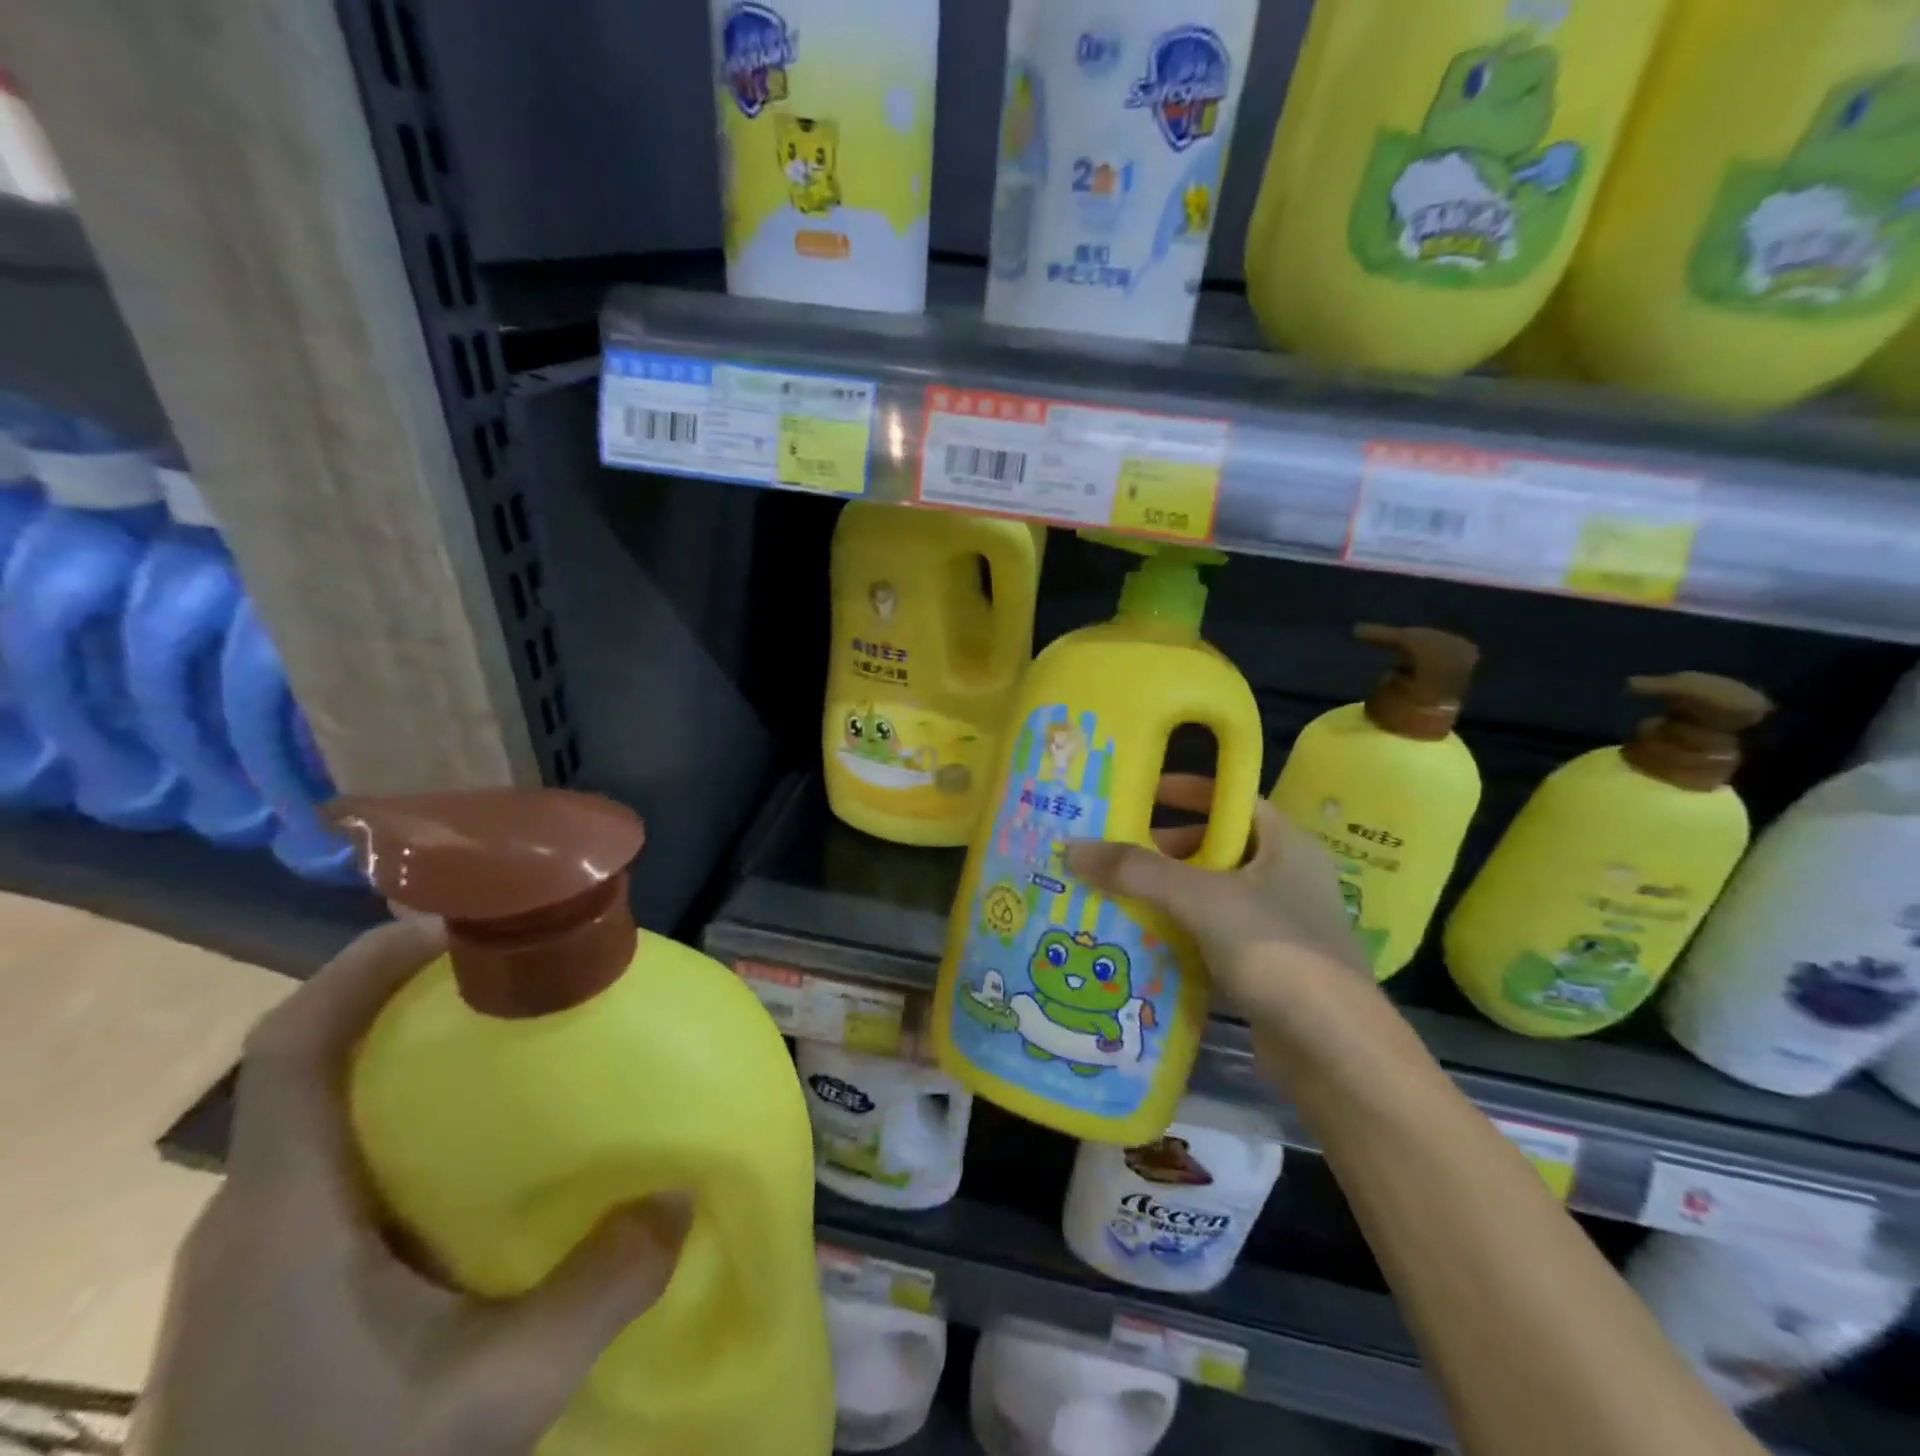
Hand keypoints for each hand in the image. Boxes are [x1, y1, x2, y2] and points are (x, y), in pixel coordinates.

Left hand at [131, 918, 690, 1455]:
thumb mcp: (493, 1396)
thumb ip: (599, 1288)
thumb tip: (681, 1197)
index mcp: (285, 1211)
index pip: (293, 1046)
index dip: (363, 967)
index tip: (454, 921)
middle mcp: (253, 1213)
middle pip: (312, 1061)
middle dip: (400, 997)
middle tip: (505, 970)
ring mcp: (251, 1255)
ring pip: (321, 1112)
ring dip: (399, 1057)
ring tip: (499, 1040)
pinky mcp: (264, 1289)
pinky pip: (332, 1162)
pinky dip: (395, 1119)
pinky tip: (466, 1152)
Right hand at [1065, 775, 1381, 1064]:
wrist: (1334, 1052)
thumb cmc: (1274, 950)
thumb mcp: (1200, 898)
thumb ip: (1136, 871)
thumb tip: (1072, 848)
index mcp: (1284, 844)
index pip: (1231, 799)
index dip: (1186, 791)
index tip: (1139, 794)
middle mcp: (1284, 876)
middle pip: (1216, 847)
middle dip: (1163, 849)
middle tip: (1114, 854)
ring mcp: (1276, 924)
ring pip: (1210, 894)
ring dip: (1166, 893)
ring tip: (1114, 894)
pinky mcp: (1265, 966)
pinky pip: (1211, 934)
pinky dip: (1178, 932)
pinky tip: (1140, 940)